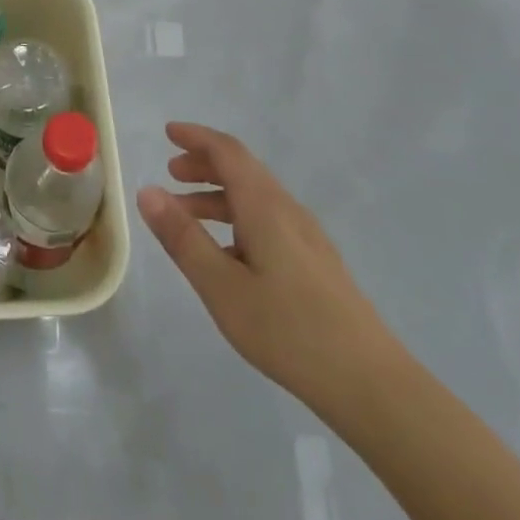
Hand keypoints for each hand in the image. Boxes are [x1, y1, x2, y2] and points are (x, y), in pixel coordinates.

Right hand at [139, 123, 395, 405]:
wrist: (373, 386)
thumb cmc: (289, 330)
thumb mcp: (222, 286)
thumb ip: (182, 237)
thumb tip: (147, 190)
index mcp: (265, 206)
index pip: (228, 152)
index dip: (197, 137)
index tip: (168, 132)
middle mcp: (288, 211)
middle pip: (243, 170)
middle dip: (204, 164)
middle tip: (171, 172)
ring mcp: (308, 239)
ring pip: (256, 198)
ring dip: (218, 195)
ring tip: (187, 217)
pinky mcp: (317, 265)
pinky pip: (268, 222)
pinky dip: (237, 219)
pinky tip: (227, 256)